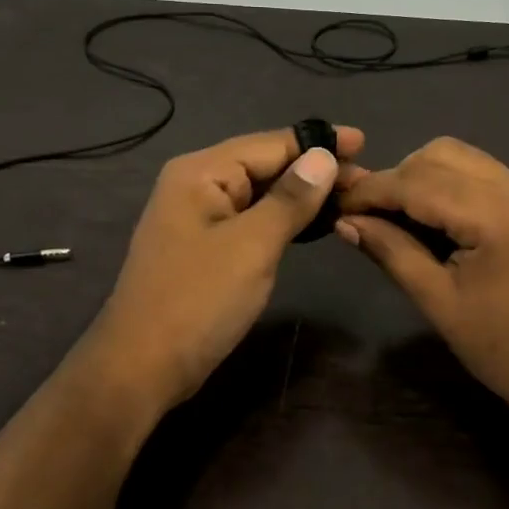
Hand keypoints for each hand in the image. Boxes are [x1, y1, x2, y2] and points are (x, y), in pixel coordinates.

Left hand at [81, 126, 362, 416]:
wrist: (143, 366)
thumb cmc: (198, 301)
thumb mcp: (252, 246)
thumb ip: (290, 199)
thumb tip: (323, 157)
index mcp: (201, 173)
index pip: (270, 144)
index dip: (318, 142)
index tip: (364, 143)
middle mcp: (196, 185)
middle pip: (264, 165)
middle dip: (314, 169)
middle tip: (365, 180)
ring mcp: (198, 218)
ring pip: (259, 194)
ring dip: (302, 195)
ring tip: (348, 197)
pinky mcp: (205, 247)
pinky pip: (251, 220)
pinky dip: (283, 219)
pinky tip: (311, 223)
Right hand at [335, 138, 508, 435]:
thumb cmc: (504, 350)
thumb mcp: (438, 302)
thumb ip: (391, 251)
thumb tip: (345, 222)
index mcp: (497, 216)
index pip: (418, 182)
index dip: (372, 190)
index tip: (337, 205)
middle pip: (441, 154)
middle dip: (397, 177)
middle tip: (370, 215)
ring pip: (463, 158)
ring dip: (424, 178)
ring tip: (400, 217)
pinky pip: (485, 175)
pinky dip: (452, 186)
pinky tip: (437, 220)